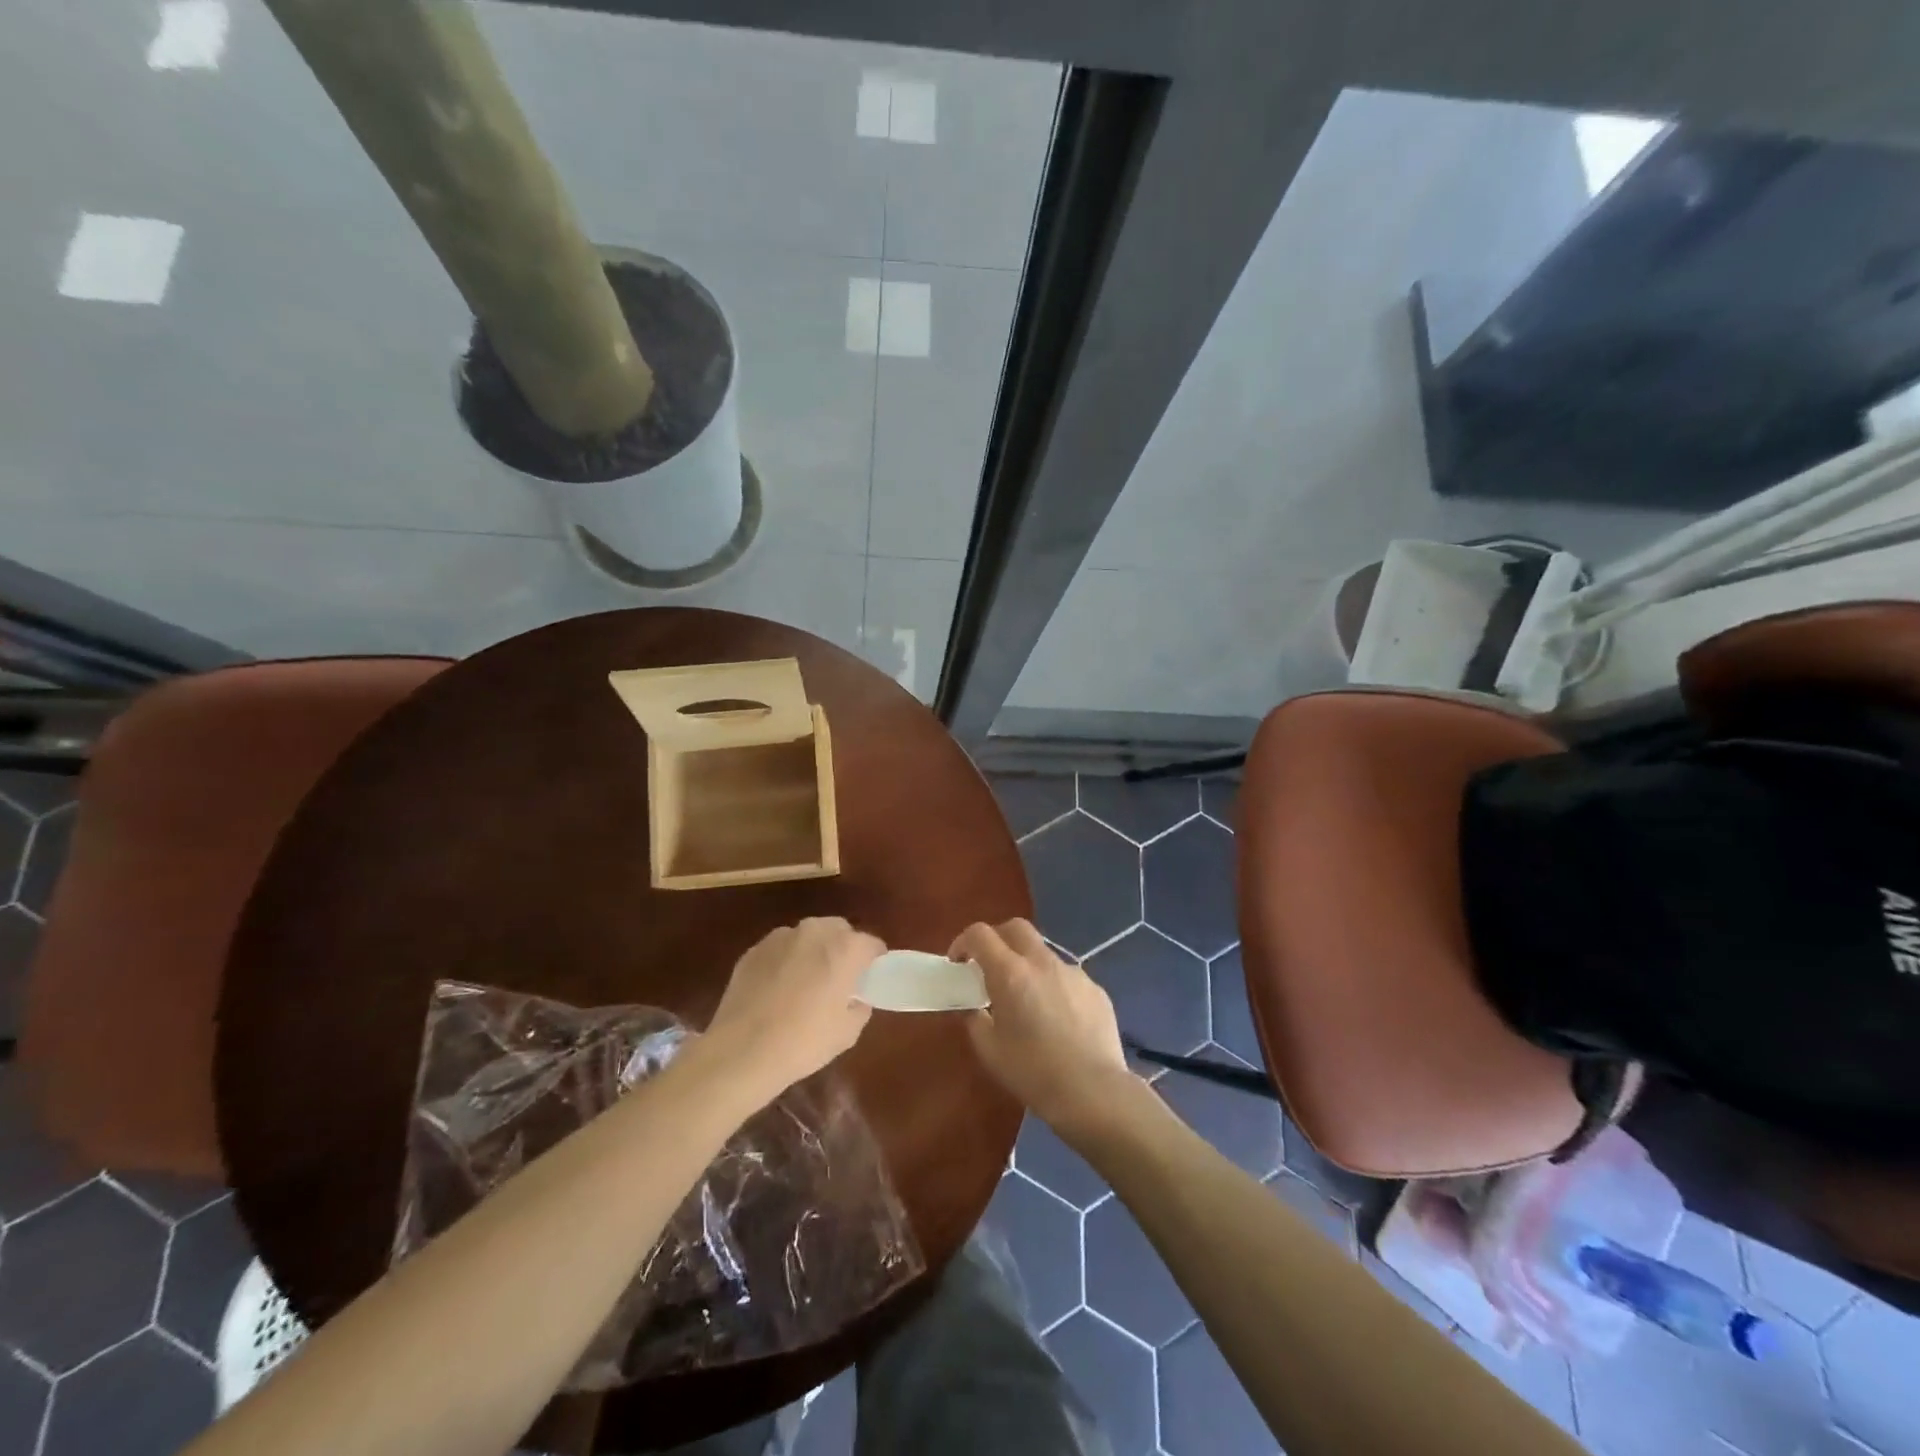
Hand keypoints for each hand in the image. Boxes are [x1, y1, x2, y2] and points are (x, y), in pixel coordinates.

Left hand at [704, 918, 883, 1102]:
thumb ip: (859, 1007)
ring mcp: (780, 937)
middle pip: (839, 931)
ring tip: (804, 984)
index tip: (869, 981)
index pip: (872, 944)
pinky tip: (777, 990)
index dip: (874, 962)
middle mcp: (814, 932)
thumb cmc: (803, 1041)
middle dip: (843, 949)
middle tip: (838, 980)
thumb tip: (856, 999)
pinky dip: (785, 961)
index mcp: (845, 948)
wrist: (741, 1051)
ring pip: (807, 937)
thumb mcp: (848, 1032)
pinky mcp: (754, 949)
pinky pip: (780, 950)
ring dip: (812, 952)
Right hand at [951, 919, 1134, 1134]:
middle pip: (1016, 928)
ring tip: (1027, 999)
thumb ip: (975, 1020)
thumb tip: (975, 1008)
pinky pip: (1067, 977)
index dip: (963, 942)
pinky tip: (1058, 1019)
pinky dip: (1054, 986)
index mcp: (1010, 973)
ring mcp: (1073, 972)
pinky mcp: (1095, 989)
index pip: (980, 934)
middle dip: (998, 938)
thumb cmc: (1033, 1072)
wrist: (1093, 1091)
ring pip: (1044, 953)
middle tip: (990, 966)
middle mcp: (1042, 962)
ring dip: (1028, 964)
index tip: (958, 962)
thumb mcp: (990, 1050)